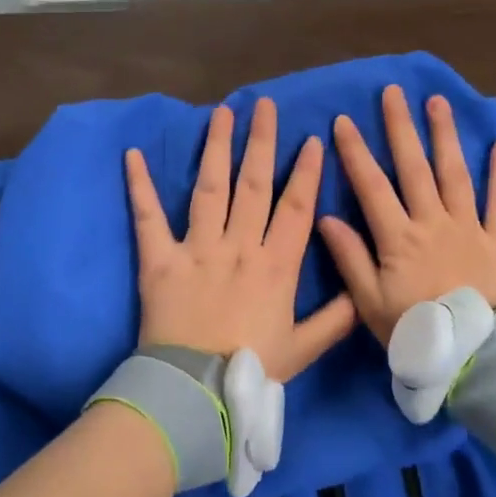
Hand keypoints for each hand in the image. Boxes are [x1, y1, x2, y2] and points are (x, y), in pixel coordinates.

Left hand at [125, 98, 356, 382]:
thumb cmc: (251, 371)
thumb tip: (362, 294)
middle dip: (261, 142)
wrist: (195, 391)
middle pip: (254, 184)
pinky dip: (140, 187)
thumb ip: (335, 319)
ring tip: (221, 112)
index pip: (296, 208)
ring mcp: (198, 249)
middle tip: (265, 105)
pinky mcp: (160, 260)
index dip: (306, 173)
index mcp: (276, 266)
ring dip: (216, 148)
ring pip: (210, 188)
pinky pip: (149, 218)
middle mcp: (239, 246)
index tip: (312, 139)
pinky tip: (133, 155)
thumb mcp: (303, 349)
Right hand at [316, 86, 495, 344]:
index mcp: (398, 238)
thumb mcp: (370, 304)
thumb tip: (326, 218)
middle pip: (414, 167)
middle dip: (401, 127)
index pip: (371, 185)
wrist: (479, 356)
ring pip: (455, 173)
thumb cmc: (417, 332)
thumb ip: (350, 259)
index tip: (344, 120)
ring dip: (445, 135)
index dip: (355, 152)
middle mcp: (432, 222)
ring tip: (438, 102)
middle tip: (393, 92)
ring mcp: (469, 227)